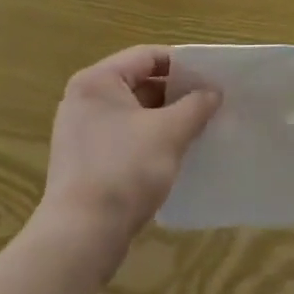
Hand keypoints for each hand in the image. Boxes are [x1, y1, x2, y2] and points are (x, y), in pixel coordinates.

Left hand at [37, 46, 219, 273]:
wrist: (81, 237)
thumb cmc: (125, 170)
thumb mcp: (169, 132)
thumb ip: (195, 105)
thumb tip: (213, 92)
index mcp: (98, 81)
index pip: (147, 56)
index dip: (183, 64)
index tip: (211, 77)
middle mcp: (84, 99)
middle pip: (139, 83)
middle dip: (176, 94)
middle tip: (209, 103)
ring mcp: (81, 132)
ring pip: (133, 113)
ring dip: (165, 118)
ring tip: (198, 128)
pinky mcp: (84, 162)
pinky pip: (124, 137)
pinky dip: (149, 140)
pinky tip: (174, 154)